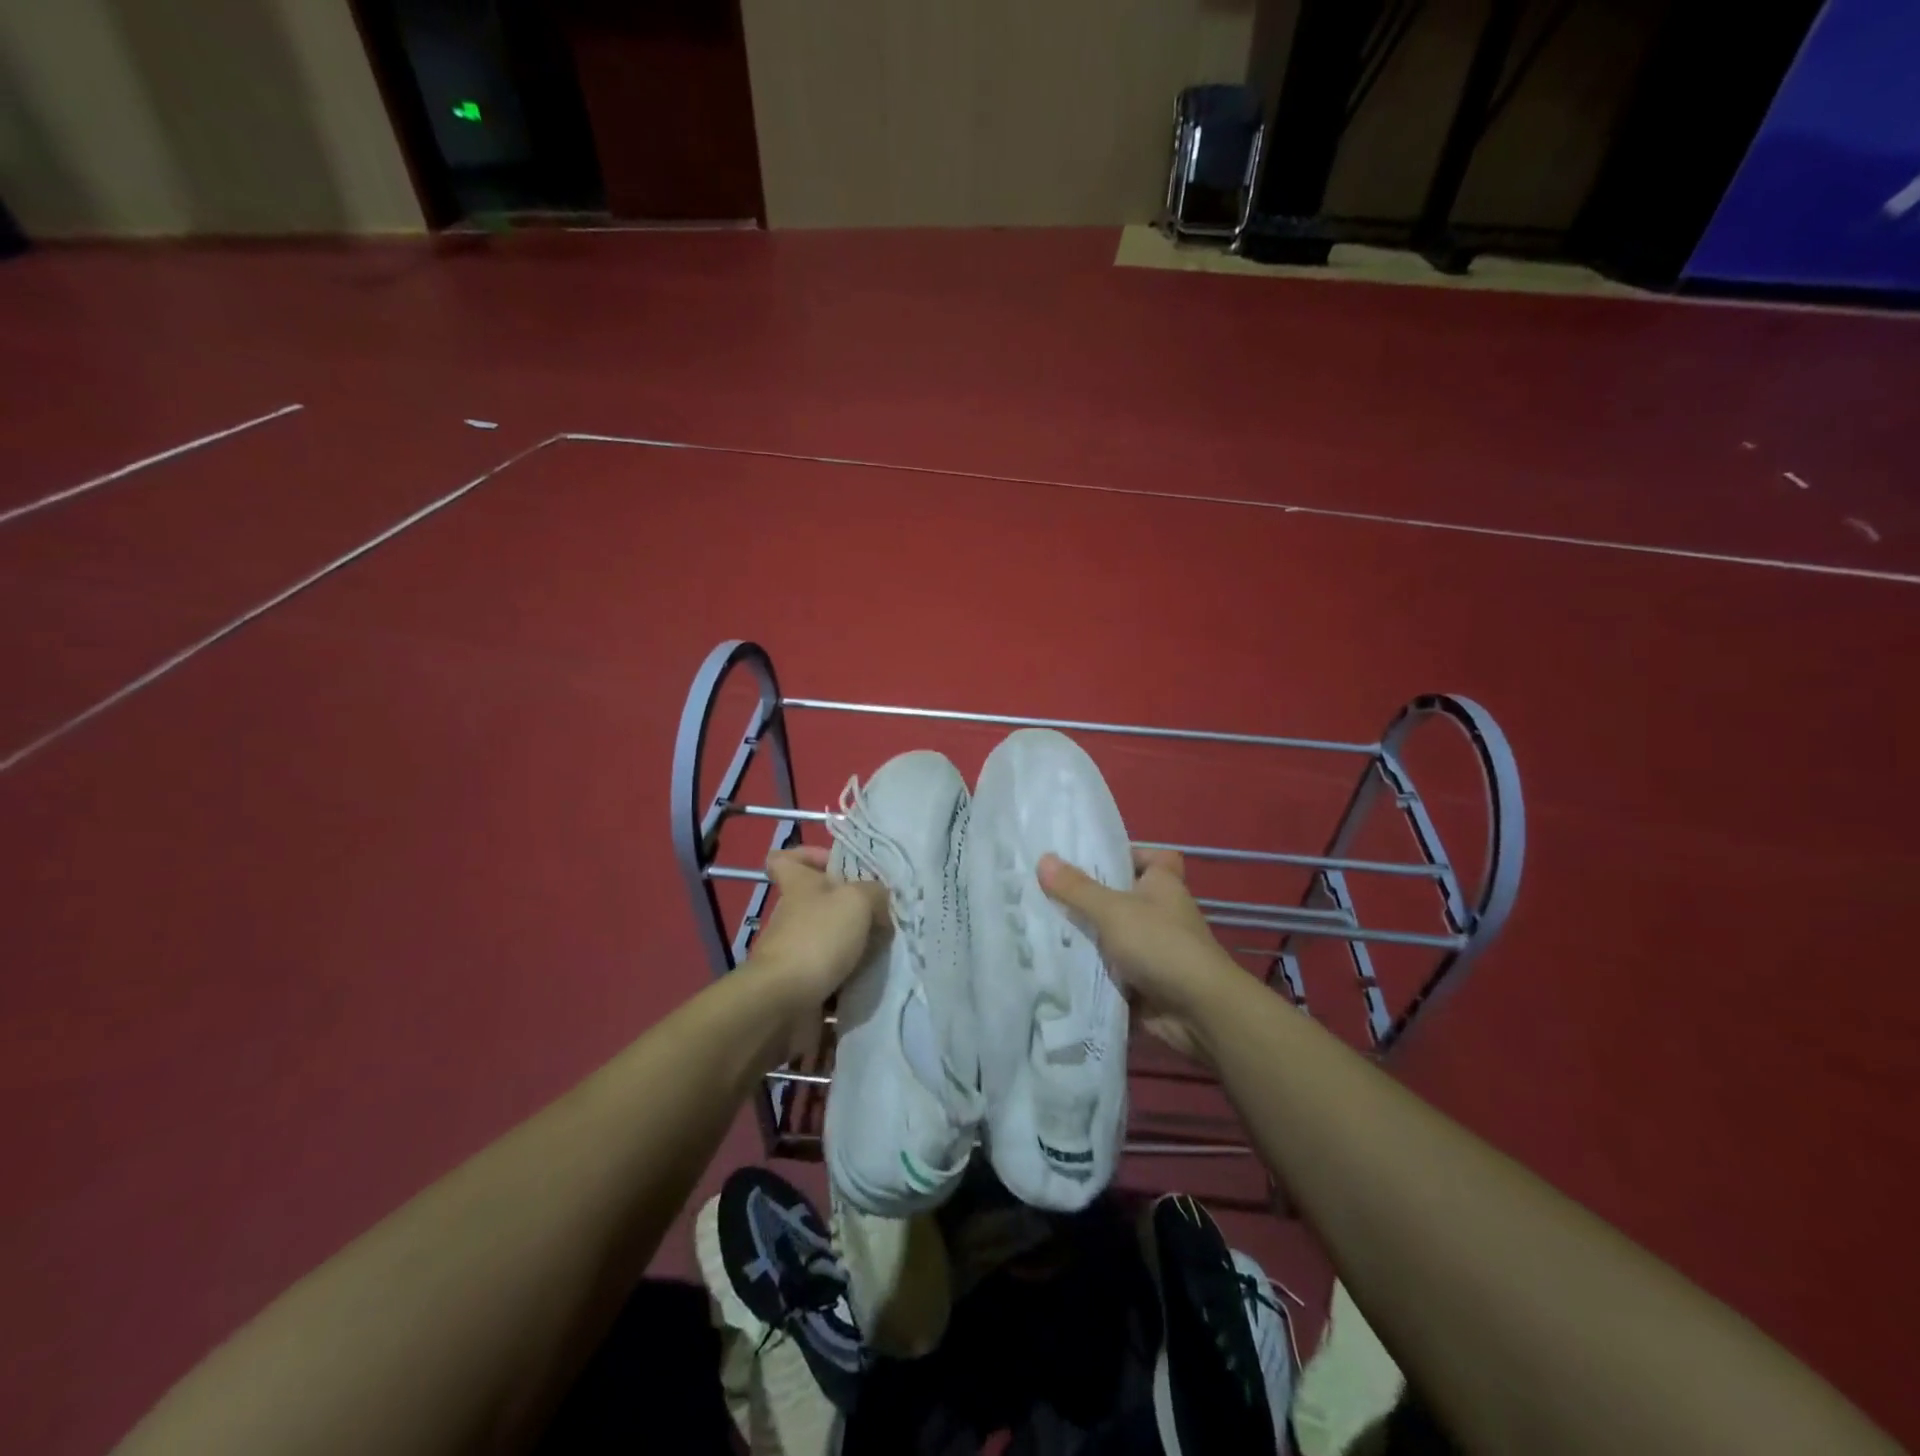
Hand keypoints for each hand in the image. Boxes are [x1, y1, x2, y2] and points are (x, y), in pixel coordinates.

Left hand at [745, 846, 887, 1058]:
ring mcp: (795, 954)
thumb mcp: (857, 901)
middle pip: (818, 904)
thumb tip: (880, 907)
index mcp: (798, 886)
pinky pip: (832, 979)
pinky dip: (851, 983)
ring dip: (855, 950)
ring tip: (887, 952)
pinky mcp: (801, 987)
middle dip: (850, 911)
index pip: (785, 859)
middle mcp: (793, 917)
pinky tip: (876, 982)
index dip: (807, 855)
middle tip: (883, 917)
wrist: (784, 1003)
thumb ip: (875, 894)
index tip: (835, 864)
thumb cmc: (817, 939)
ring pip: (829, 943)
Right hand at [1038, 847, 1236, 1063]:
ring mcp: (1155, 948)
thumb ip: (1077, 888)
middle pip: (1123, 897)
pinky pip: (1113, 969)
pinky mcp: (1147, 980)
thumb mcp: (1112, 910)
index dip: (1125, 855)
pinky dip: (1092, 970)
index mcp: (1163, 884)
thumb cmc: (1160, 944)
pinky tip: (1058, 965)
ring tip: (1042, 927)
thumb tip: (1043, 859)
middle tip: (1046, 893)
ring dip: (1087, 937)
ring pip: (1114, 935)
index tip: (1090, 861)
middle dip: (1089, 898)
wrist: (1198, 1010)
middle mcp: (1162, 912)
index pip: (1150, 857)